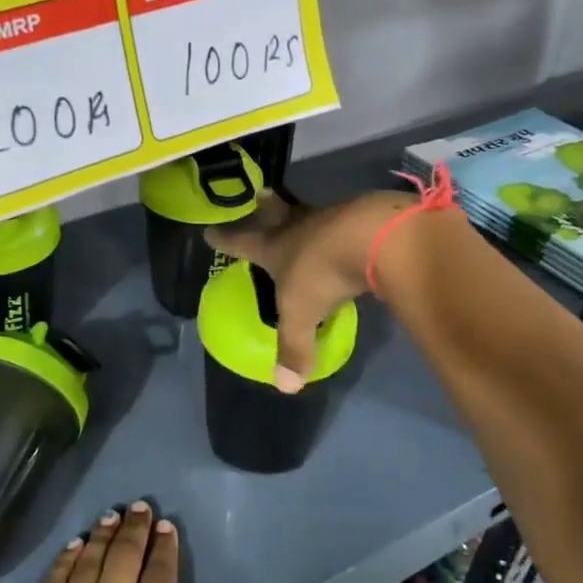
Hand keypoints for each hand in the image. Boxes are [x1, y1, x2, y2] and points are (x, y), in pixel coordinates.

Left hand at [0, 503, 240, 582]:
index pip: (160, 578)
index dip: (165, 549)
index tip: (167, 526)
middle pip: (125, 557)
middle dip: (135, 529)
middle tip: (140, 506)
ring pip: (90, 560)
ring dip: (103, 535)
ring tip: (111, 515)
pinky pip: (55, 577)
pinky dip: (67, 557)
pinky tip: (74, 545)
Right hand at [205, 190, 411, 391]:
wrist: (374, 236)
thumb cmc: (323, 272)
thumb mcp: (302, 314)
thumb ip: (294, 347)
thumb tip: (286, 386)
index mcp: (274, 247)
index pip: (242, 242)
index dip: (224, 239)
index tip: (208, 231)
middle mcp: (298, 227)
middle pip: (275, 213)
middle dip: (265, 208)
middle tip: (260, 196)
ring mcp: (331, 218)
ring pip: (310, 215)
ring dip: (304, 217)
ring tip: (304, 219)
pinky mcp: (363, 218)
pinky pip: (344, 222)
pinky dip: (341, 228)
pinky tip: (346, 236)